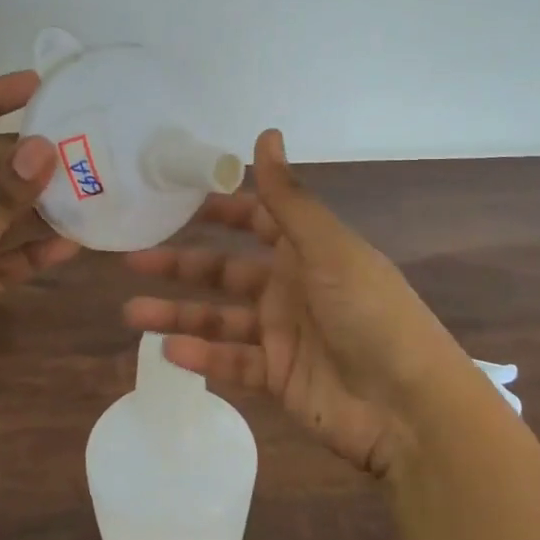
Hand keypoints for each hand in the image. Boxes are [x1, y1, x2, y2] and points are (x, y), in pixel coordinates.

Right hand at [123, 129, 465, 476]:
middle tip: (132, 259)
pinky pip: (231, 362)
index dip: (220, 209)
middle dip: (181, 265)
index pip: (256, 219)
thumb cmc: (370, 313)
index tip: (174, 200)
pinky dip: (201, 357)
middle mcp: (291, 288)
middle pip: (226, 271)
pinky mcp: (278, 378)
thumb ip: (288, 197)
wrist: (408, 407)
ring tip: (132, 313)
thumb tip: (266, 132)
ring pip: (219, 319)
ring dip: (177, 314)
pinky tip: (167, 351)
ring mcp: (282, 335)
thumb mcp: (328, 247)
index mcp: (307, 251)